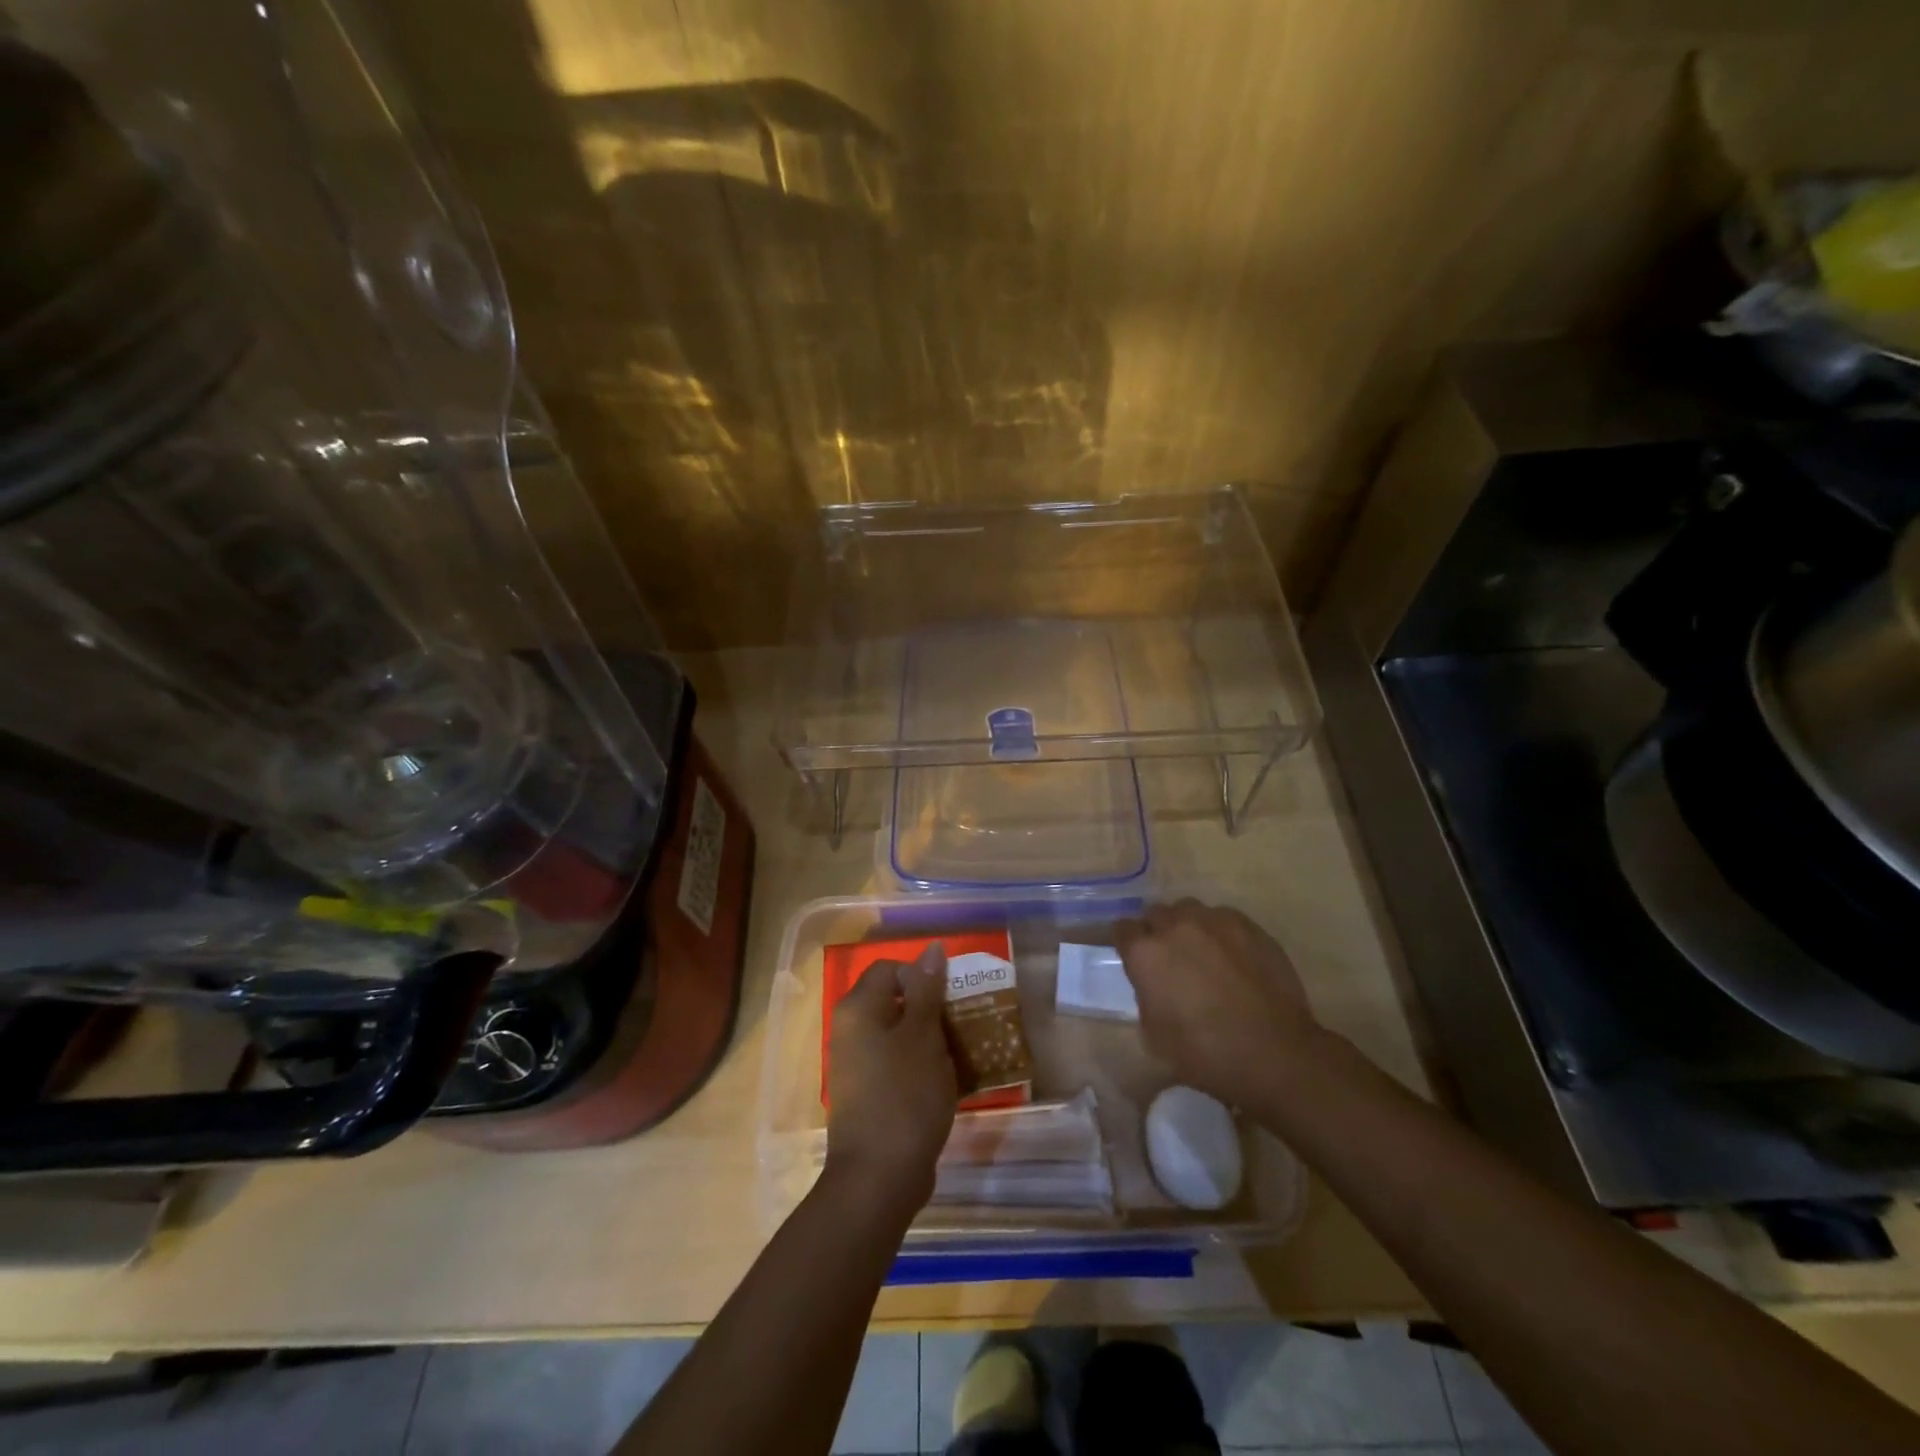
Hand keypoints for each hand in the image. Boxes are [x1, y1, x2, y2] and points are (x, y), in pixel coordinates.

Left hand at [824, 943, 957, 1215]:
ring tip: (963, 1051)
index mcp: (858, 1009)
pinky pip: (898, 1065)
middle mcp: (850, 1031)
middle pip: (894, 1001)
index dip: (921, 976)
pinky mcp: (870, 1095)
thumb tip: (931, 949)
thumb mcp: (922, 1036)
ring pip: (899, 1035)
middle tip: (963, 1022)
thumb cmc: (904, 1096)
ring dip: (930, 1039)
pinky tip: (949, 1081)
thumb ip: (926, 990)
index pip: (889, 969)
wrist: (878, 1179)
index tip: (950, 998)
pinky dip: (922, 1066)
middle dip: (931, 1009)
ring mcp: (858, 1066)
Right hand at [1114, 899, 1325, 1107]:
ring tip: (1202, 953)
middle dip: (1157, 933)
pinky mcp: (1247, 925)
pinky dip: (1220, 932)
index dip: (1128, 945)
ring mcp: (1214, 921)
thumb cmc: (1206, 1053)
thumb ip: (1146, 996)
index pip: (1122, 929)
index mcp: (1146, 953)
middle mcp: (1175, 926)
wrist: (1274, 1053)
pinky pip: (1222, 918)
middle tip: (1170, 960)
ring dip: (1188, 927)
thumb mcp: (1154, 1035)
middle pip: (1155, 914)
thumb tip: (1153, 984)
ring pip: (1189, 910)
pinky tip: (1232, 957)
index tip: (1136, 960)